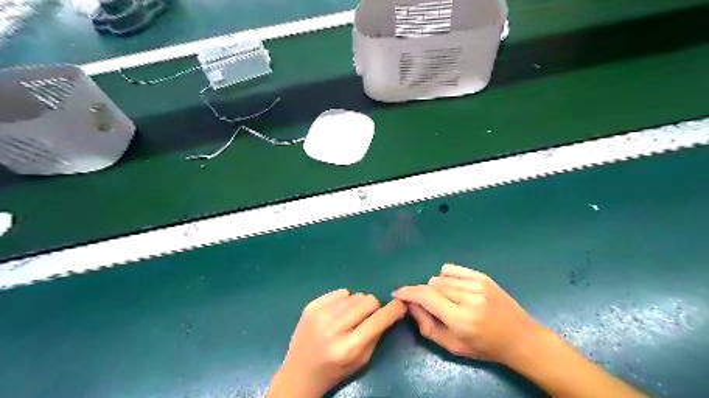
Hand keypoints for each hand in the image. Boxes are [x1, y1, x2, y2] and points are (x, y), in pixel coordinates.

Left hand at [267, 289, 410, 397]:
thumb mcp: (361, 361)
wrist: (299, 373)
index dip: (393, 310)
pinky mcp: (311, 306)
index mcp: (348, 348)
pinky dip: (344, 301)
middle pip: (368, 301)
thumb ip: (377, 335)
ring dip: (357, 305)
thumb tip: (391, 310)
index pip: (378, 320)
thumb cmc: (335, 370)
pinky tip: (337, 313)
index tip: (401, 304)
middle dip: (373, 308)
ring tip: (349, 318)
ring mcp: (320, 315)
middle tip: (367, 317)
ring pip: (355, 295)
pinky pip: (340, 292)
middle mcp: (333, 328)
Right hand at [397, 263, 541, 364]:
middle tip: (430, 307)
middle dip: (424, 295)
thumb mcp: (453, 347)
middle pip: (431, 285)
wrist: (520, 338)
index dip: (408, 293)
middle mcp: (468, 298)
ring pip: (439, 277)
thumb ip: (427, 326)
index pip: (425, 297)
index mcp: (461, 319)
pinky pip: (451, 269)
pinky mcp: (482, 276)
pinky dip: (445, 277)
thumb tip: (410, 306)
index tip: (397, 294)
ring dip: (435, 287)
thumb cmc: (485, 348)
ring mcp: (477, 284)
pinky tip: (452, 288)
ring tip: (446, 300)